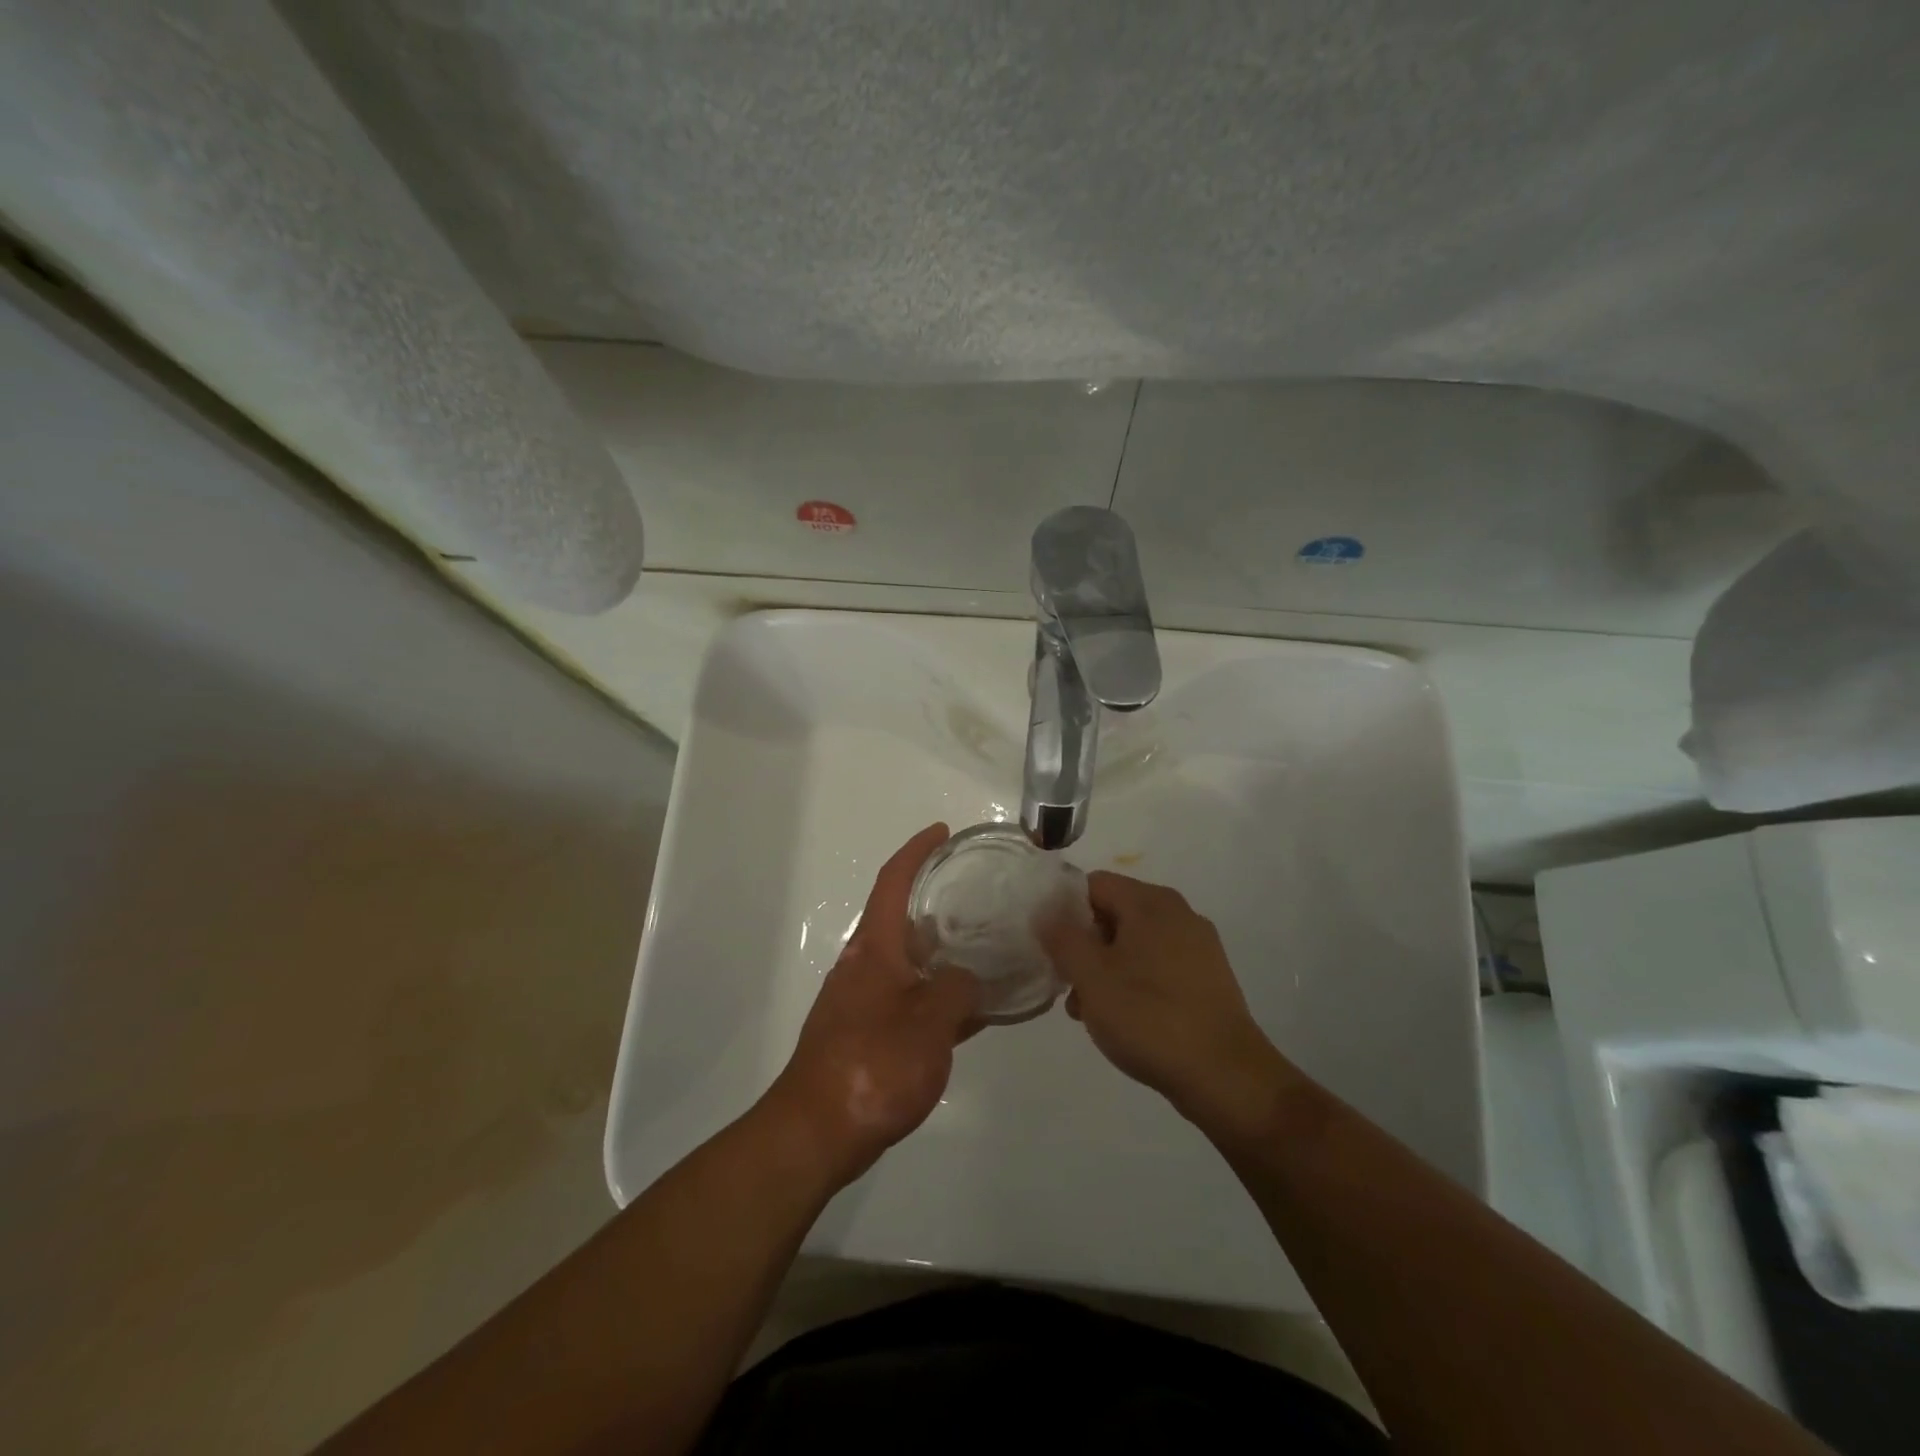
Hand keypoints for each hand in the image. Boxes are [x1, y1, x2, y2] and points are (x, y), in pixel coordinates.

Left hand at [763, 824, 980, 1188]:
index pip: (893, 881)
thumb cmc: (874, 1064)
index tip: (942, 833)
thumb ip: (958, 989)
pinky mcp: (866, 1034)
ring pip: (909, 962)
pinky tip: (971, 1012)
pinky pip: (910, 999)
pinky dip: (937, 996)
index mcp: (874, 948)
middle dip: (935, 902)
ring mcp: (863, 1000)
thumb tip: (969, 978)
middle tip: (980, 897)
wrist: (817, 1131)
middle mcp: (865, 965)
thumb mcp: (931, 1021)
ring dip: (941, 952)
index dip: (916, 851)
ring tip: (987, 950)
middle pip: (901, 918)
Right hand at [1039, 872, 1296, 1141]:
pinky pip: (1158, 965)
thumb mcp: (1091, 977)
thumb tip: (1045, 911)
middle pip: (1114, 912)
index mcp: (1151, 902)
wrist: (1226, 1077)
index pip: (1094, 884)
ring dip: (1106, 968)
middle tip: (1067, 983)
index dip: (1064, 909)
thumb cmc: (1149, 1018)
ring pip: (1135, 942)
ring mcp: (1198, 946)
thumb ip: (1062, 938)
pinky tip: (1125, 1019)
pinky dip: (1135, 981)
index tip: (1049, 946)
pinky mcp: (1209, 978)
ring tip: (1090, 1011)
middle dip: (1084, 944)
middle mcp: (1178, 913)